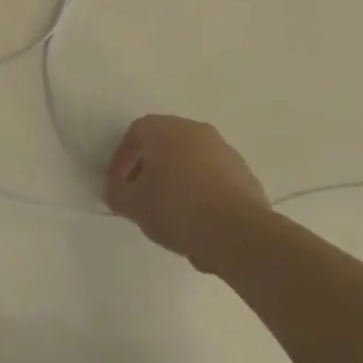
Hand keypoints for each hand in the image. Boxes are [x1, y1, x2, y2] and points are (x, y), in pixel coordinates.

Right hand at [105, 115, 268, 270]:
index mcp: (166, 129)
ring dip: (176, 177)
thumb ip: (118, 193)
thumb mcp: (134, 205)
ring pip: (191, 159)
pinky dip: (200, 190)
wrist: (238, 233)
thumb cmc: (177, 209)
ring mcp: (224, 150)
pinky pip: (212, 176)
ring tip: (169, 210)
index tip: (118, 185)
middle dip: (149, 166)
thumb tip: (117, 190)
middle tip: (141, 194)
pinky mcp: (244, 173)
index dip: (122, 158)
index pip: (136, 133)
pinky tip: (196, 218)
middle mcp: (195, 130)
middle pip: (165, 142)